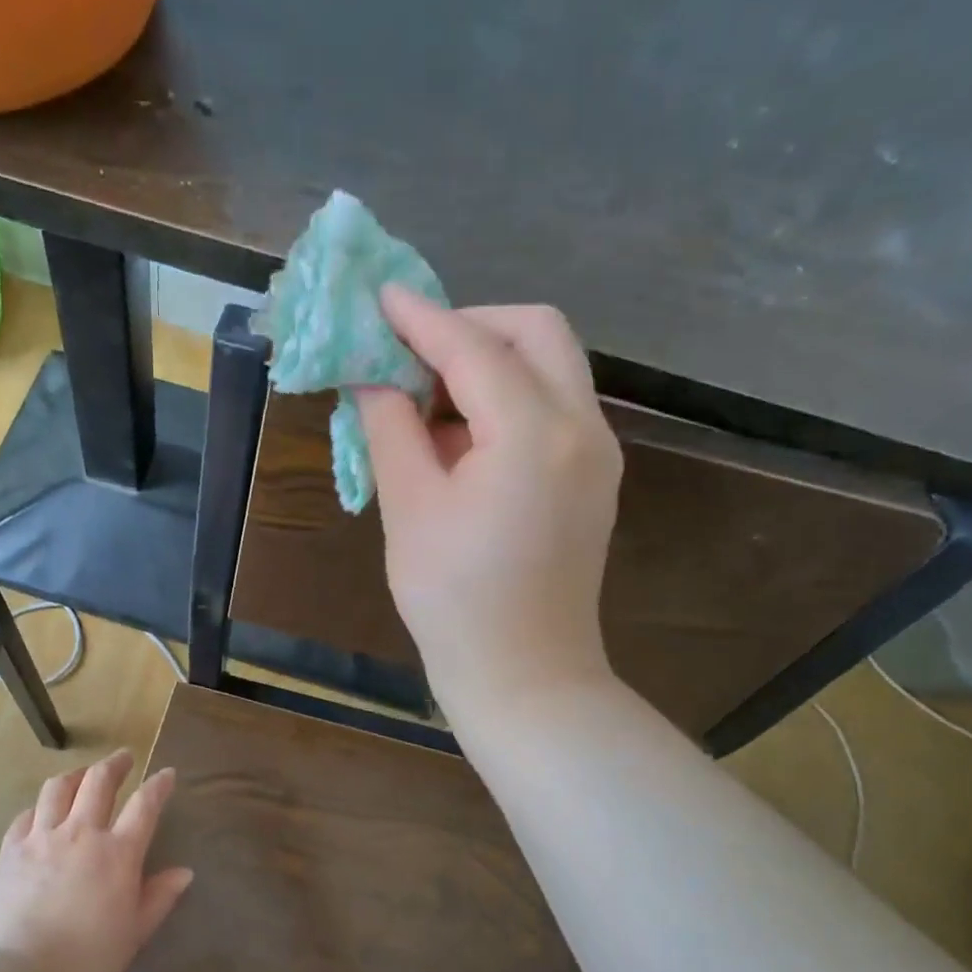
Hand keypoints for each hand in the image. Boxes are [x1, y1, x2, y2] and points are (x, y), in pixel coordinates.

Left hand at [0, 750, 190, 971]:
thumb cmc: (86, 962)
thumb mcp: (133, 934)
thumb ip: (158, 898)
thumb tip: (184, 872)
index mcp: (118, 853)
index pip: (145, 805)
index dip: (158, 785)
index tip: (166, 774)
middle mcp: (81, 833)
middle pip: (99, 782)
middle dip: (115, 764)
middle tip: (123, 758)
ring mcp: (42, 838)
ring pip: (59, 788)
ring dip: (75, 775)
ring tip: (82, 774)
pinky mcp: (10, 850)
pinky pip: (26, 815)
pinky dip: (40, 807)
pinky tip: (42, 812)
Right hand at [356, 285, 623, 722]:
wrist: (524, 675)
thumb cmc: (453, 600)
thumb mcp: (408, 509)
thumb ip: (390, 428)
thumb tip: (373, 377)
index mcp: (534, 435)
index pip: (474, 348)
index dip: (422, 318)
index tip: (380, 296)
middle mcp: (583, 428)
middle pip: (536, 333)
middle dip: (470, 325)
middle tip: (411, 351)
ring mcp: (598, 452)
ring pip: (551, 365)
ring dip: (489, 360)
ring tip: (427, 396)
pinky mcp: (593, 476)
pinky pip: (553, 406)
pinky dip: (507, 397)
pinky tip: (461, 433)